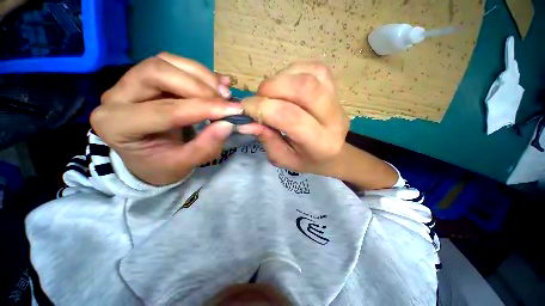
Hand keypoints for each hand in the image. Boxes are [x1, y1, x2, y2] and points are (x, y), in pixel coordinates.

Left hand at [91, 53, 242, 185]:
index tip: (233, 111)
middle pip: (158, 72)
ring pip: (166, 62)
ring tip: (223, 93)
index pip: (165, 110)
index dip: (203, 109)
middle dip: (199, 86)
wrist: (149, 158)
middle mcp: (115, 97)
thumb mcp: (185, 164)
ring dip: (201, 75)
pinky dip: (200, 73)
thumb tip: (228, 124)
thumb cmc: (162, 165)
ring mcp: (128, 82)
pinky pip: (173, 64)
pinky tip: (217, 84)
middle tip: (225, 100)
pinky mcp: (145, 77)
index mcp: (118, 126)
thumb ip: (206, 147)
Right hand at [238, 62, 349, 177]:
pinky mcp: (335, 87)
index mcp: (320, 143)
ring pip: (308, 74)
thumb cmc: (307, 160)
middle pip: (304, 87)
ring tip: (272, 94)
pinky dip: (292, 72)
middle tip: (259, 99)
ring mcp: (337, 99)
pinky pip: (313, 68)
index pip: (290, 117)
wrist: (333, 154)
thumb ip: (266, 140)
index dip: (263, 108)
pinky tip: (286, 85)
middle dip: (272, 88)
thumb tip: (246, 122)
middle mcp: (333, 118)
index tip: (246, 109)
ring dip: (281, 79)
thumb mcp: (283, 159)